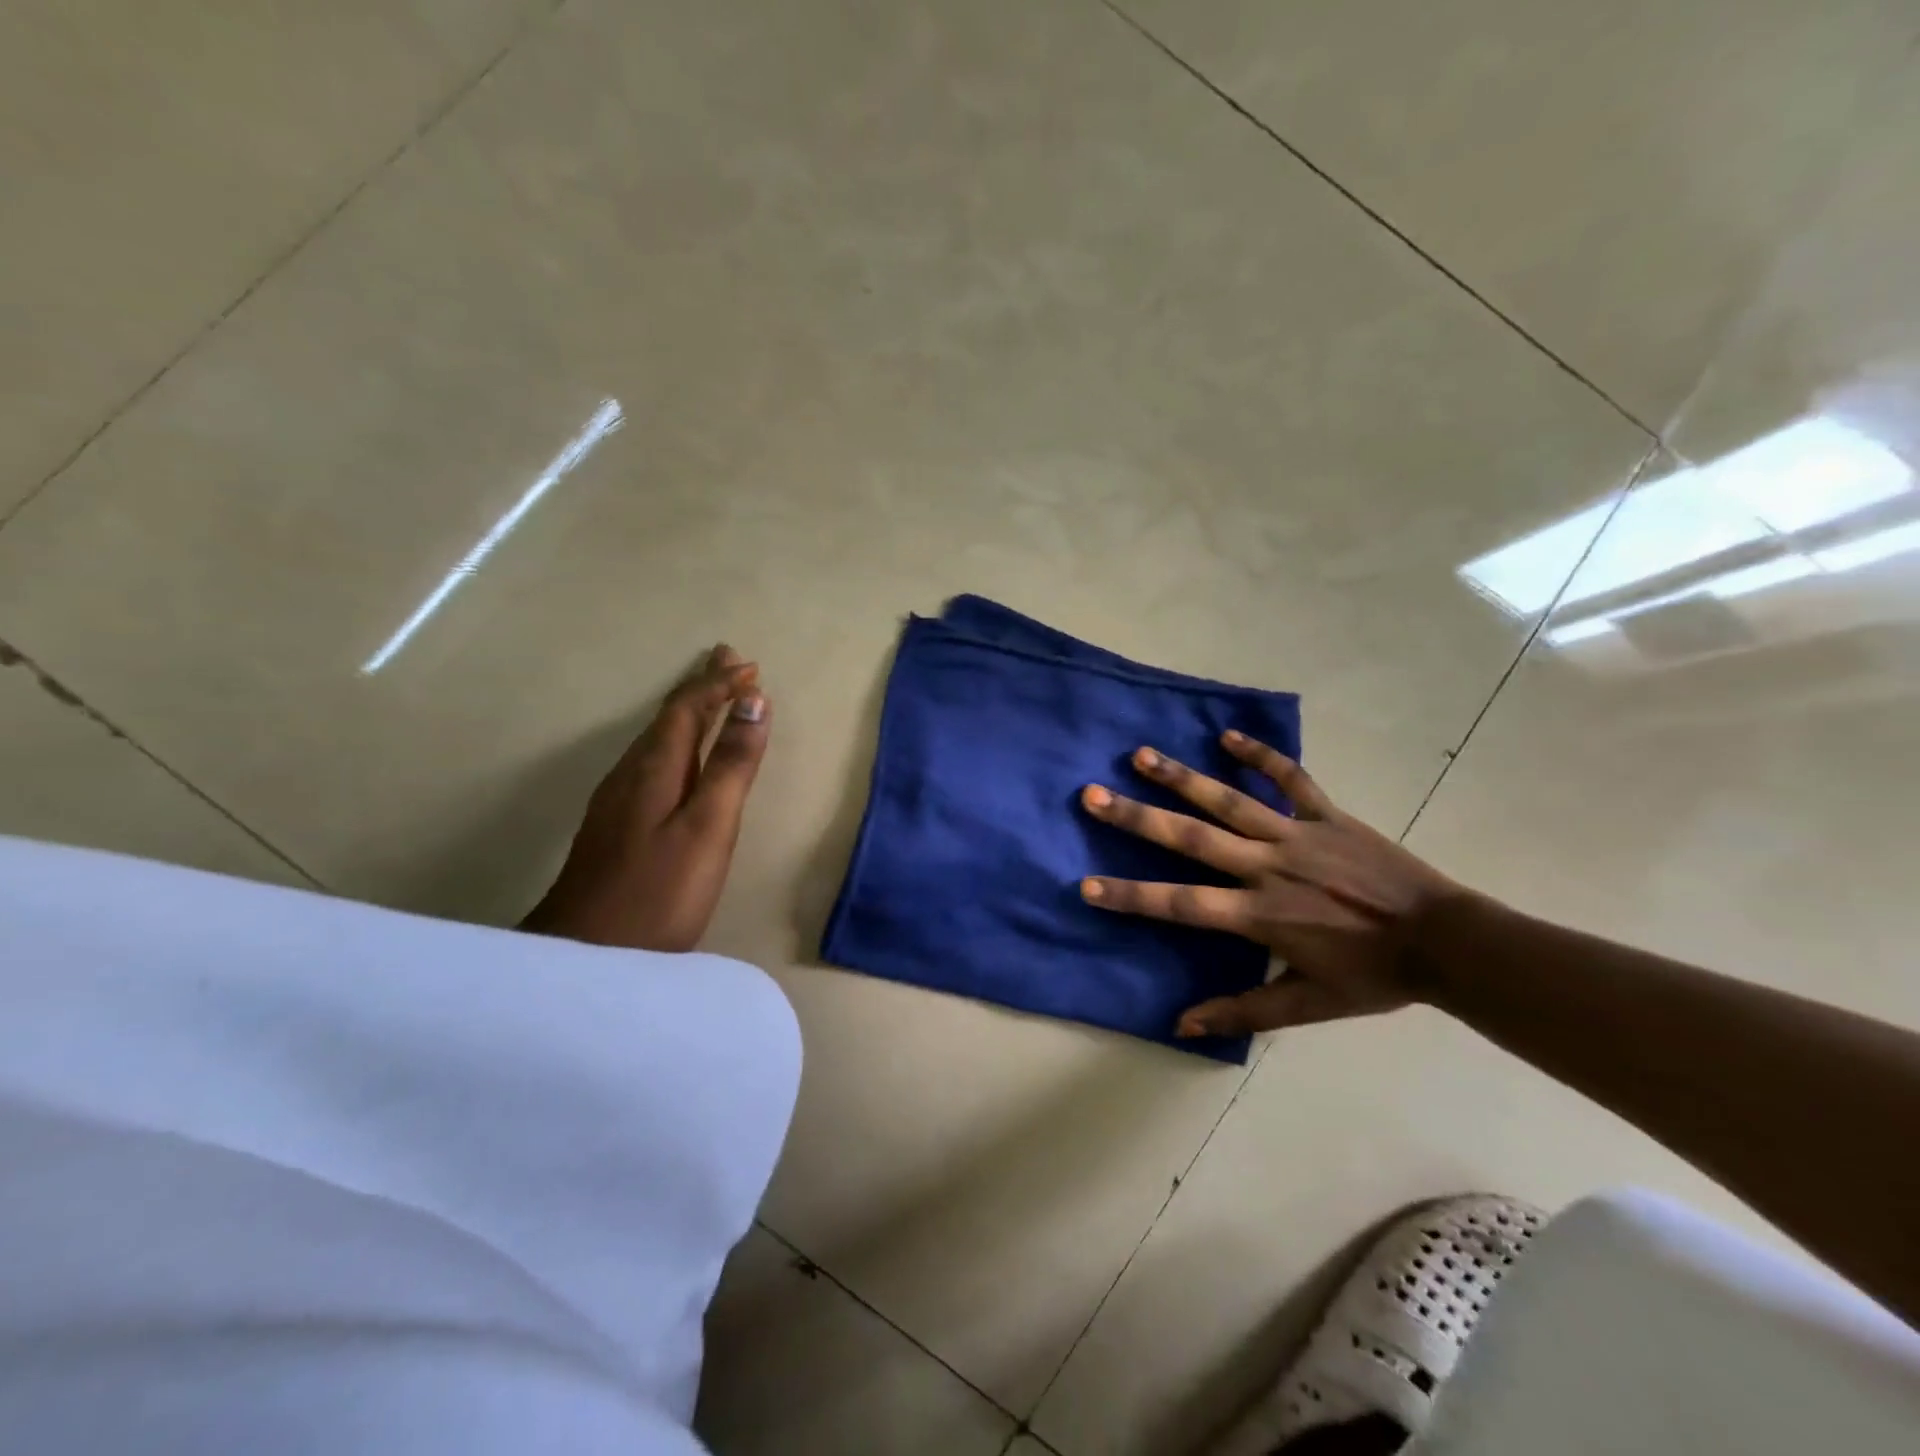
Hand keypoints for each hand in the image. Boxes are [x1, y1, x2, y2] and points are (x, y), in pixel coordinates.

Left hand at [523, 644, 771, 950]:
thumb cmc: (659, 891)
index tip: (750, 666)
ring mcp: (618, 800)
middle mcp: (631, 773)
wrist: (584, 956)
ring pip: (659, 739)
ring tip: (716, 698)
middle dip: (703, 687)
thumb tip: (754, 702)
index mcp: (655, 768)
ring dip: (691, 713)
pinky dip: (680, 743)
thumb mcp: (708, 826)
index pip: (688, 708)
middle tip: (730, 661)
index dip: (719, 684)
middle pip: (669, 717)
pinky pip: (654, 762)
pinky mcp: (616, 825)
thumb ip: (731, 765)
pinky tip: (684, 758)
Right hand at [1079, 731, 1463, 1037]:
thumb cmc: (1373, 976)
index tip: (1085, 885)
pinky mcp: (1327, 815)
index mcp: (1259, 915)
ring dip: (1182, 777)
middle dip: (1137, 818)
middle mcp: (1267, 867)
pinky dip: (1260, 755)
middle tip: (1093, 796)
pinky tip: (1227, 735)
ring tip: (1141, 755)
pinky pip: (1289, 778)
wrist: (1446, 942)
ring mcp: (1297, 835)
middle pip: (1191, 839)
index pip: (1179, 905)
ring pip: (1229, 801)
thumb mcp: (1308, 1006)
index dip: (1130, 896)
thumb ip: (1244, 1011)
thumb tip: (1183, 1024)